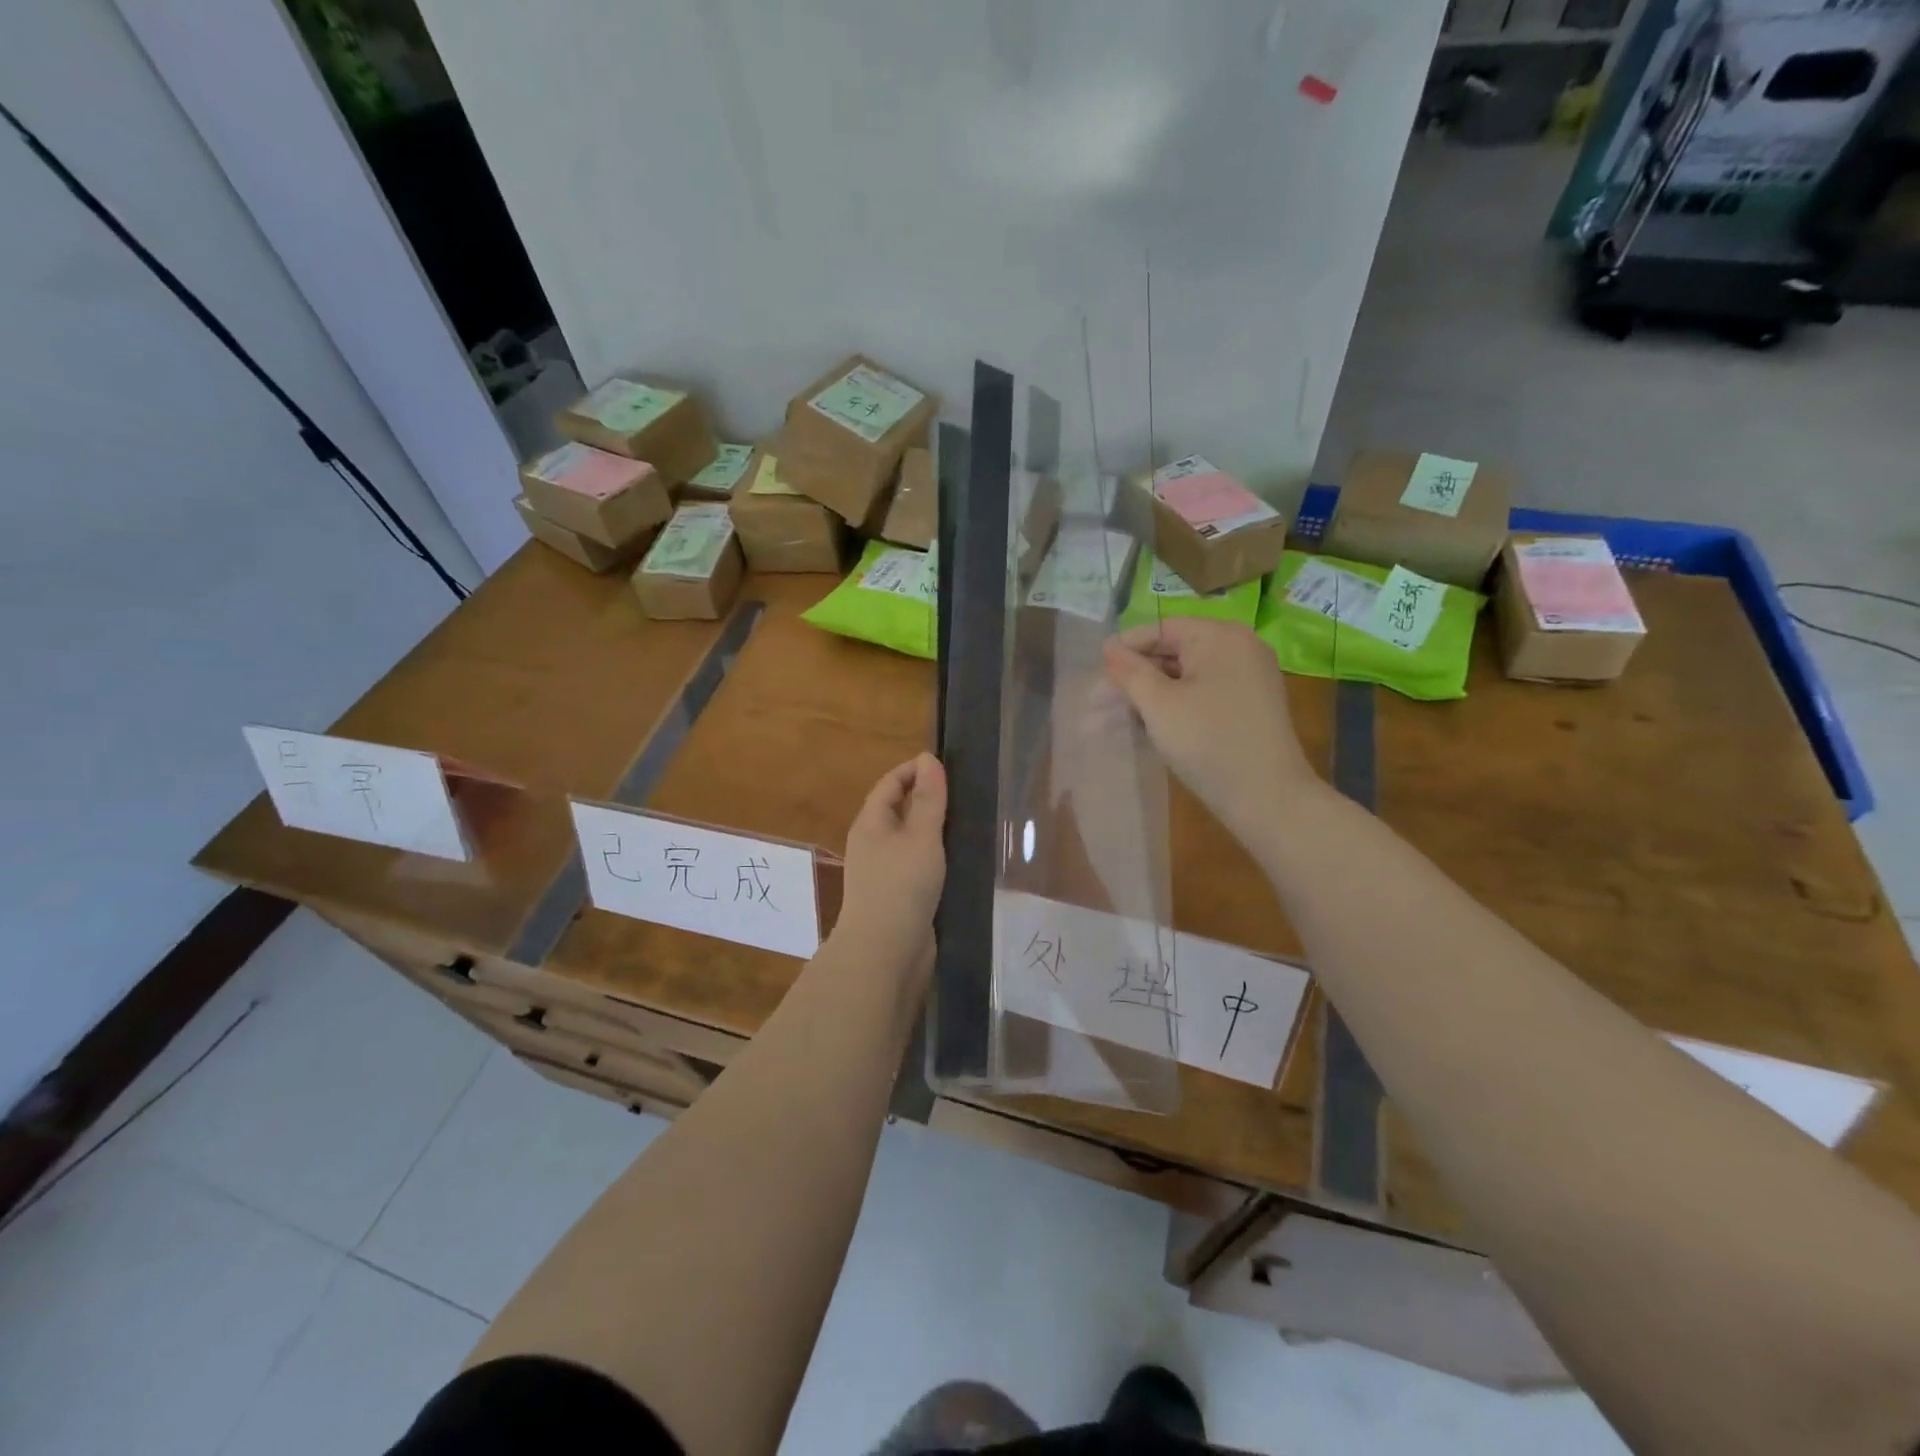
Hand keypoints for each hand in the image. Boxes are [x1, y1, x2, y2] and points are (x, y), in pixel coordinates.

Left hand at [839, 753, 947, 962]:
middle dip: (925, 798)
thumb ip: (927, 798)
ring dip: (932, 829)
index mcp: (871, 823)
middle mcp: (872, 843)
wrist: (885, 952)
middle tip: (964, 793)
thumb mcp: (920, 836)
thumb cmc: (901, 885)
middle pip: (897, 810)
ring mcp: (883, 872)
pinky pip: (915, 865)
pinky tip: (957, 860)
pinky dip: (934, 856)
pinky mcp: (897, 896)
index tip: (948, 766)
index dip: (914, 770)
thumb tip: (927, 758)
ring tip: (968, 822)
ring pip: (908, 840)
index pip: (890, 783)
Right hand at [1102, 618, 1314, 843]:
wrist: (1267, 797)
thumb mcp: (1158, 704)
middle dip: (1130, 681)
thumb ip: (1129, 671)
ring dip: (1145, 700)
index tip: (1094, 674)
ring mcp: (1246, 679)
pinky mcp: (1246, 708)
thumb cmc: (1207, 741)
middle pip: (1171, 655)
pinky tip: (1142, 730)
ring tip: (1105, 725)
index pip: (1160, 629)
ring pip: (1182, 680)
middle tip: (1093, 706)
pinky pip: (1200, 697)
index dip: (1124, 649)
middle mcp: (1238, 649)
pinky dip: (1171, 709)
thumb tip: (1109, 646)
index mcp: (1219, 636)